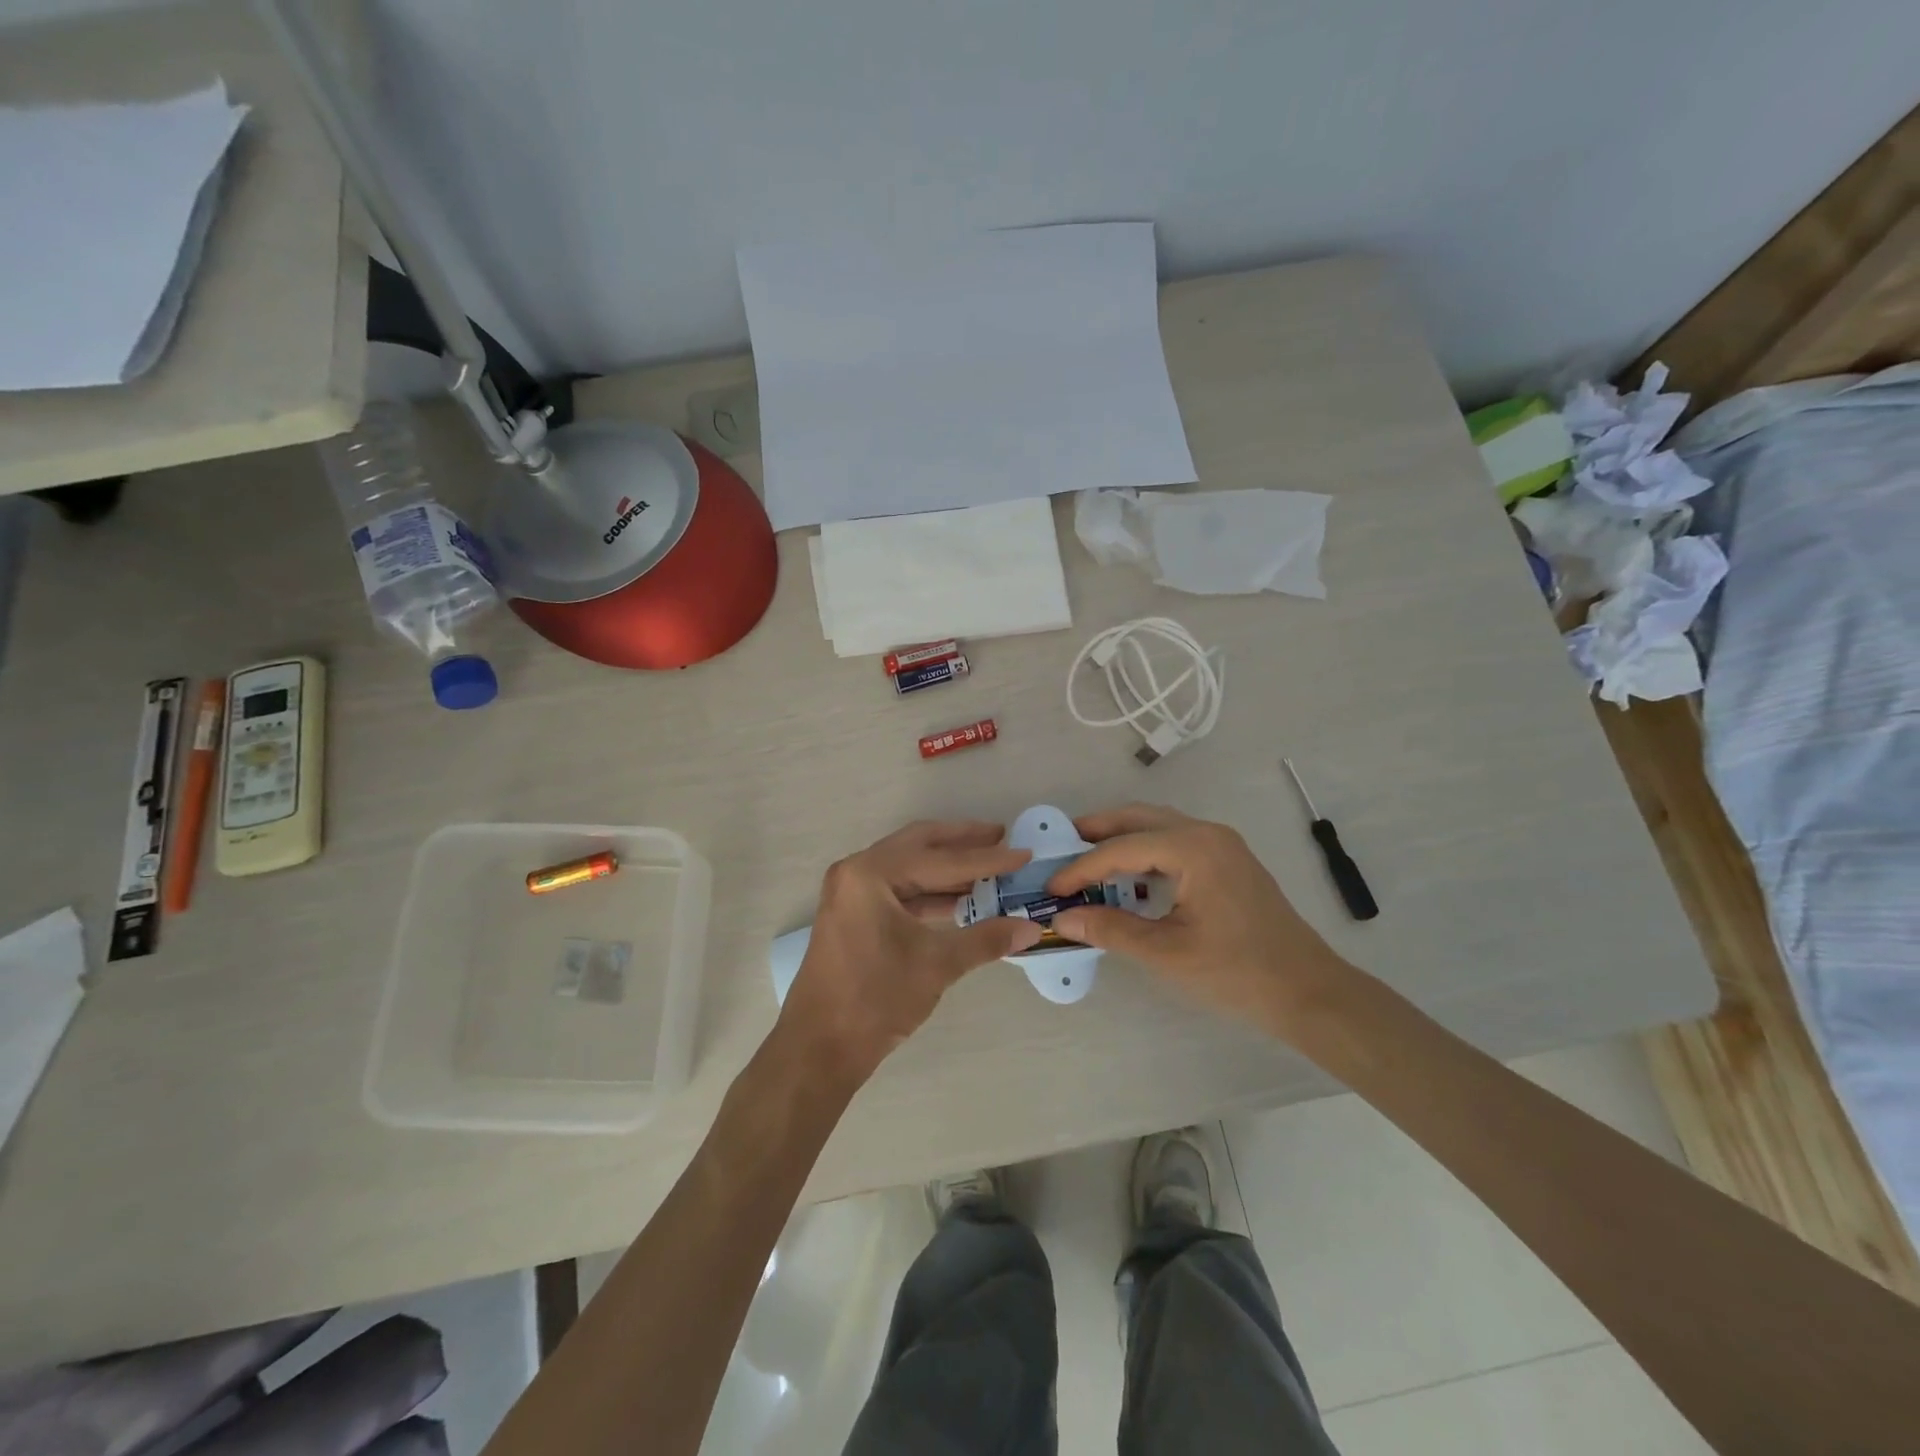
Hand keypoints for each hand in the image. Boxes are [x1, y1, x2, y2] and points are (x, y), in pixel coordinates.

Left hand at [778, 821, 1043, 1085]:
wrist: (819, 1048)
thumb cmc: (875, 999)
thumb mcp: (937, 965)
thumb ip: (986, 939)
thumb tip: (1031, 928)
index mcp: (871, 873)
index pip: (940, 858)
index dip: (987, 858)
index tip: (1023, 852)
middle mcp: (856, 871)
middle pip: (919, 845)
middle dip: (962, 842)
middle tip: (1002, 837)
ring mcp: (851, 892)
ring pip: (909, 867)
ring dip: (948, 868)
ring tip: (990, 867)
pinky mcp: (853, 914)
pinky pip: (899, 890)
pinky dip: (931, 892)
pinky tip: (962, 900)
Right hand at [1047, 804, 1354, 1034]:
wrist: (1309, 991)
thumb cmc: (1237, 972)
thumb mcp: (1167, 953)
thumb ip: (1111, 930)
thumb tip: (1061, 918)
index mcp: (1193, 848)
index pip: (1122, 848)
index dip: (1081, 867)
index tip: (1052, 887)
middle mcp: (1207, 834)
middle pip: (1140, 818)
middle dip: (1098, 830)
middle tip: (1061, 846)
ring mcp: (1222, 845)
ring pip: (1159, 826)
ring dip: (1122, 838)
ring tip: (1087, 857)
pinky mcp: (1229, 861)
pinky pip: (1176, 841)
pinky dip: (1146, 850)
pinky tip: (1129, 875)